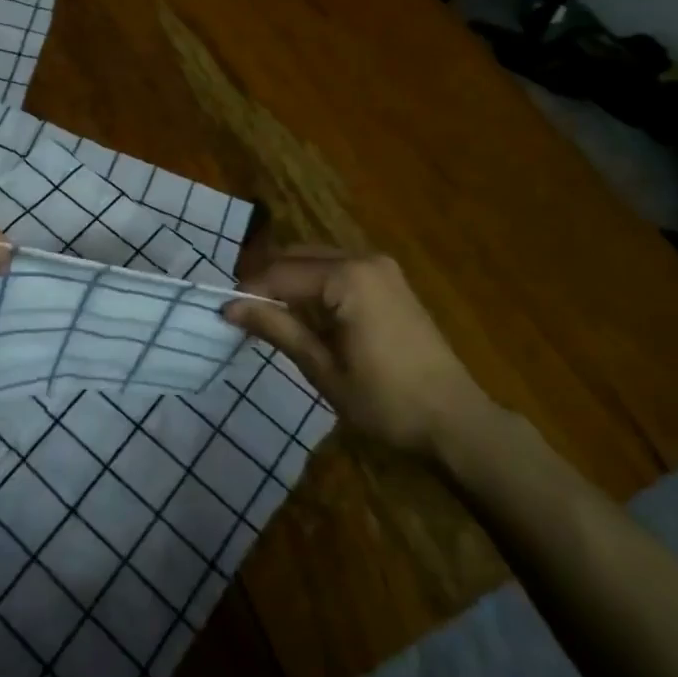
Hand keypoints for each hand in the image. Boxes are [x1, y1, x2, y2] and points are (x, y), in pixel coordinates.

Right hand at [224, 248, 491, 453]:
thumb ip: (277, 328)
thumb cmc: (386, 401)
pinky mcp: (390, 280)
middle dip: (267, 279)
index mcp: (348, 277)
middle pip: (298, 257)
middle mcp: (364, 259)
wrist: (455, 420)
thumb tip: (229, 307)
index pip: (282, 273)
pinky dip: (315, 284)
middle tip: (241, 311)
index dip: (249, 290)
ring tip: (266, 313)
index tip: (222, 311)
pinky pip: (339, 270)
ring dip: (290, 280)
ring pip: (318, 260)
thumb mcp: (323, 368)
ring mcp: (381, 267)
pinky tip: (304, 312)